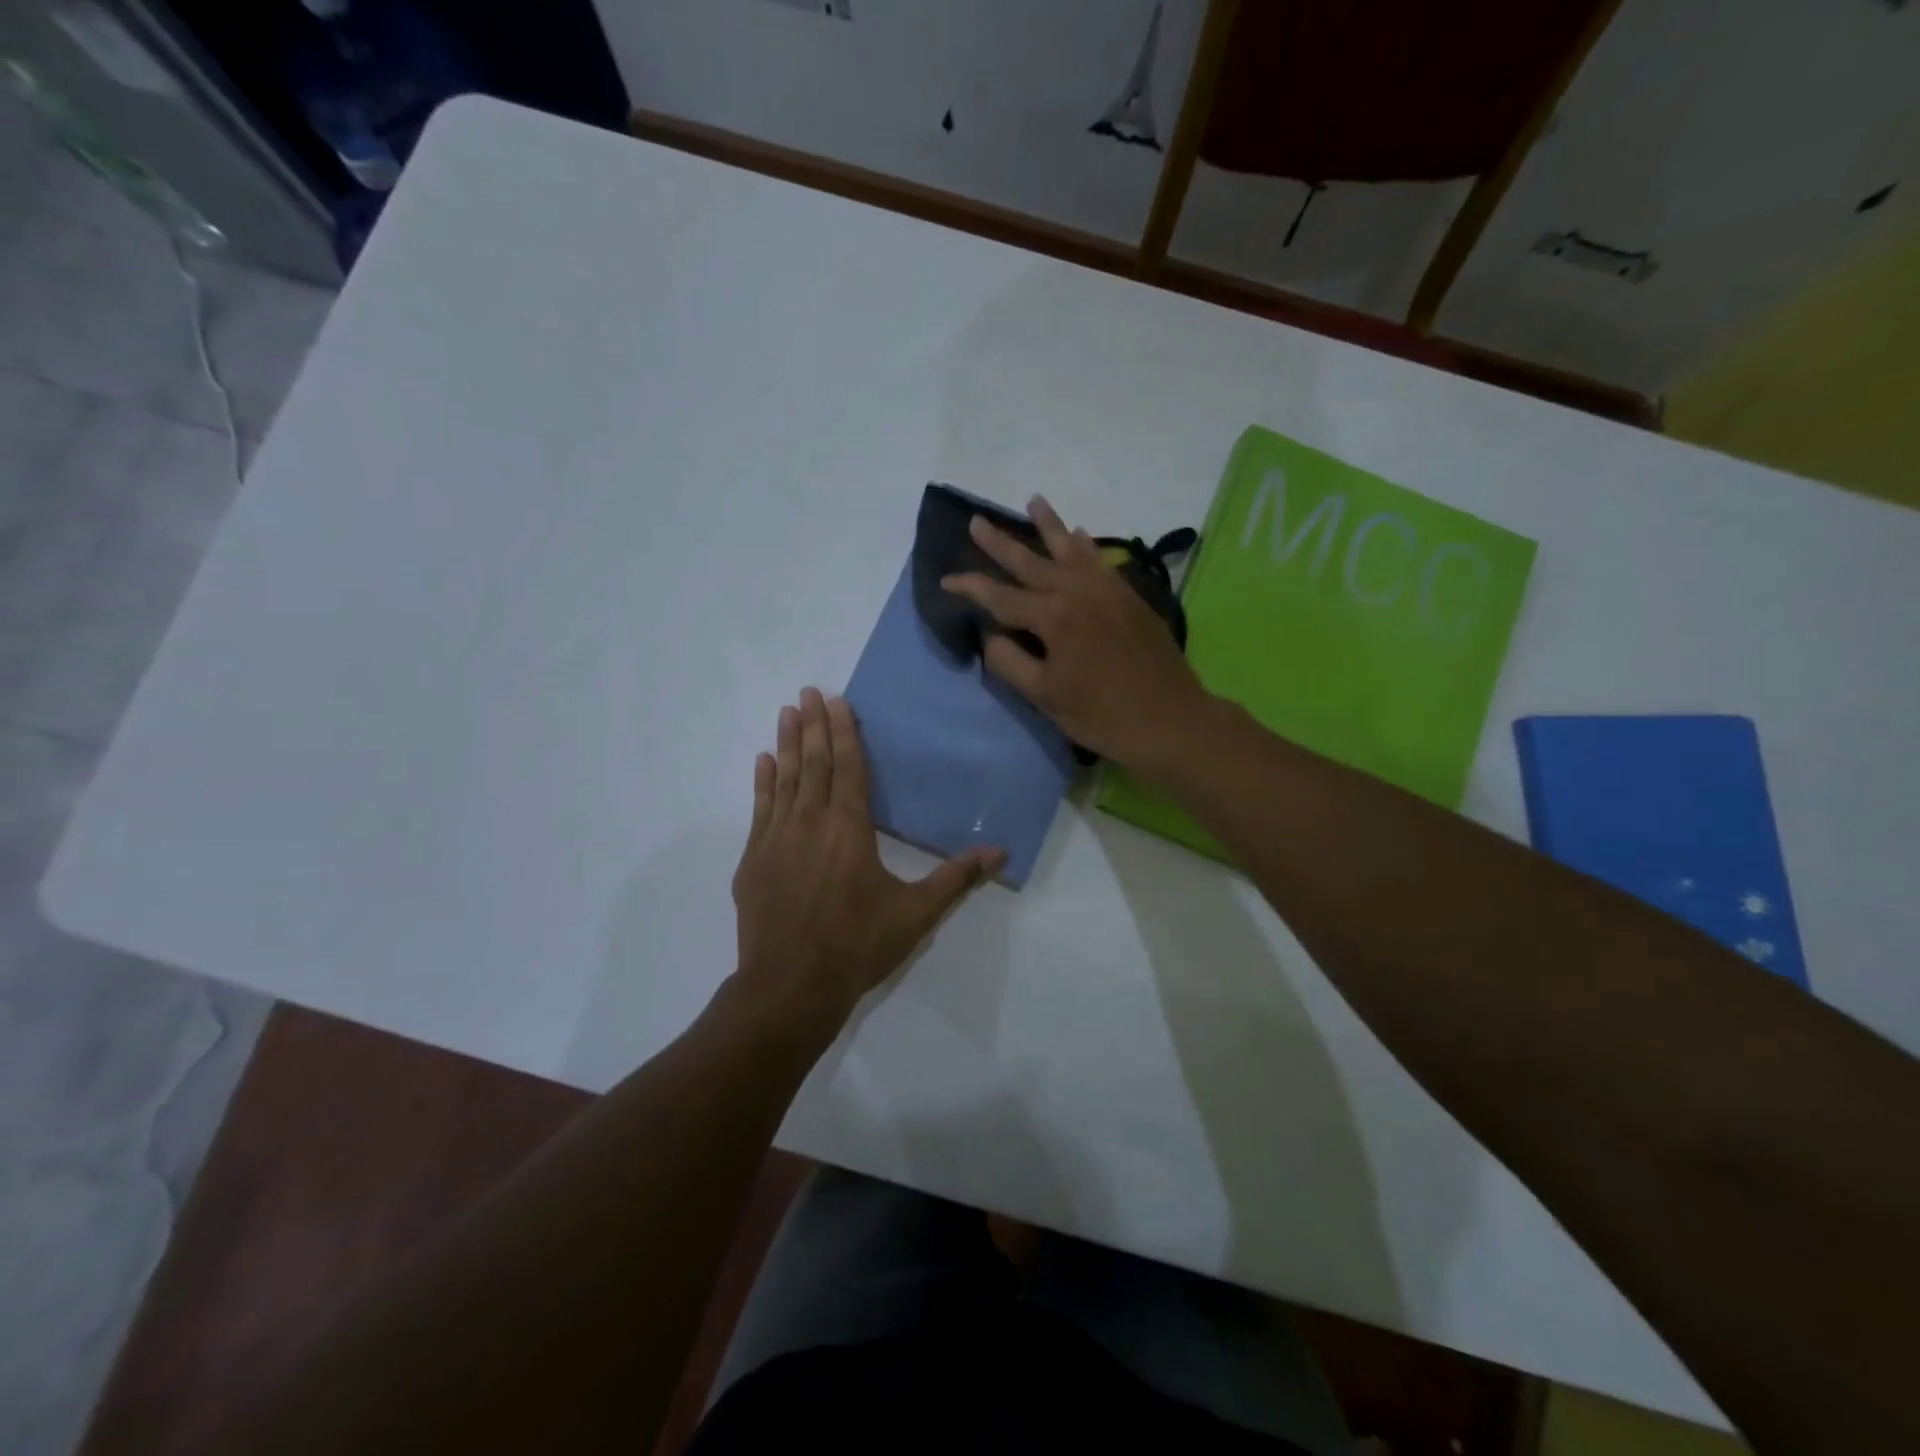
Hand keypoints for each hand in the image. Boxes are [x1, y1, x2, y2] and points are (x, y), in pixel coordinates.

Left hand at [731, 688, 1004, 1019]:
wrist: (790, 986)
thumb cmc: (857, 945)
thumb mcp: (916, 913)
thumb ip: (956, 878)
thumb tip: (1000, 852)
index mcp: (850, 828)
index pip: (849, 767)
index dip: (844, 731)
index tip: (836, 700)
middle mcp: (811, 822)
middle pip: (814, 763)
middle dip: (813, 724)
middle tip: (808, 690)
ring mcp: (776, 839)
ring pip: (785, 778)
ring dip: (787, 743)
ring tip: (786, 712)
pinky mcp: (754, 859)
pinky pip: (760, 808)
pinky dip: (763, 782)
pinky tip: (763, 761)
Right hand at [942, 496, 1211, 775]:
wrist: (1171, 720)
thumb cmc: (1102, 715)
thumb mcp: (1045, 697)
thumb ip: (1010, 662)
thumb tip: (992, 634)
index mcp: (1054, 617)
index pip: (1001, 597)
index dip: (971, 588)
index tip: (946, 579)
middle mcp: (1078, 592)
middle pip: (1032, 562)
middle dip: (1001, 543)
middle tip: (977, 521)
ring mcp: (1108, 590)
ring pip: (1071, 550)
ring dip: (1050, 526)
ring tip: (1034, 501)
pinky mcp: (1130, 597)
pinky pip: (1101, 561)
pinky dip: (1086, 546)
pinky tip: (1079, 534)